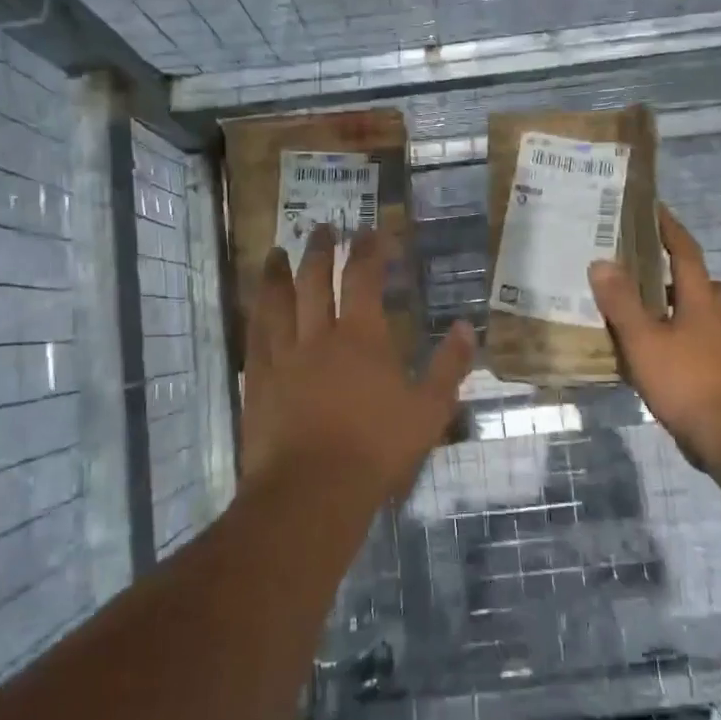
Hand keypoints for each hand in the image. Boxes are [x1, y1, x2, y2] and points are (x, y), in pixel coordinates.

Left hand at [242, 222, 474, 502]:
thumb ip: (449, 366)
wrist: (312, 491)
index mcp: (361, 337)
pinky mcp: (259, 382)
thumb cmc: (377, 449)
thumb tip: (465, 326)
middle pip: (314, 280)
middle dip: (320, 250)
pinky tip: (255, 307)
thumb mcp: (429, 411)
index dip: (369, 250)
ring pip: (276, 302)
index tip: (373, 231)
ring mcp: (283, 357)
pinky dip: (256, 315)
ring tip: (275, 252)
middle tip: (323, 228)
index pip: (364, 278)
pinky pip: (255, 337)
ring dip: (277, 273)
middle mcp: (318, 335)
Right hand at [588, 204, 720, 474]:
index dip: (670, 229)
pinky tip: (645, 346)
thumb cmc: (685, 380)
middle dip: (679, 268)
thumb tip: (601, 262)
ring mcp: (716, 346)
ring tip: (640, 304)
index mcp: (700, 301)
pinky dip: (671, 332)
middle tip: (648, 264)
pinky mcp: (711, 370)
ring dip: (676, 302)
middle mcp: (713, 317)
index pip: (686, 252)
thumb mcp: (643, 339)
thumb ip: (621, 302)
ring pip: (699, 311)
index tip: (654, 208)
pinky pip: (691, 338)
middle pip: (703, 281)